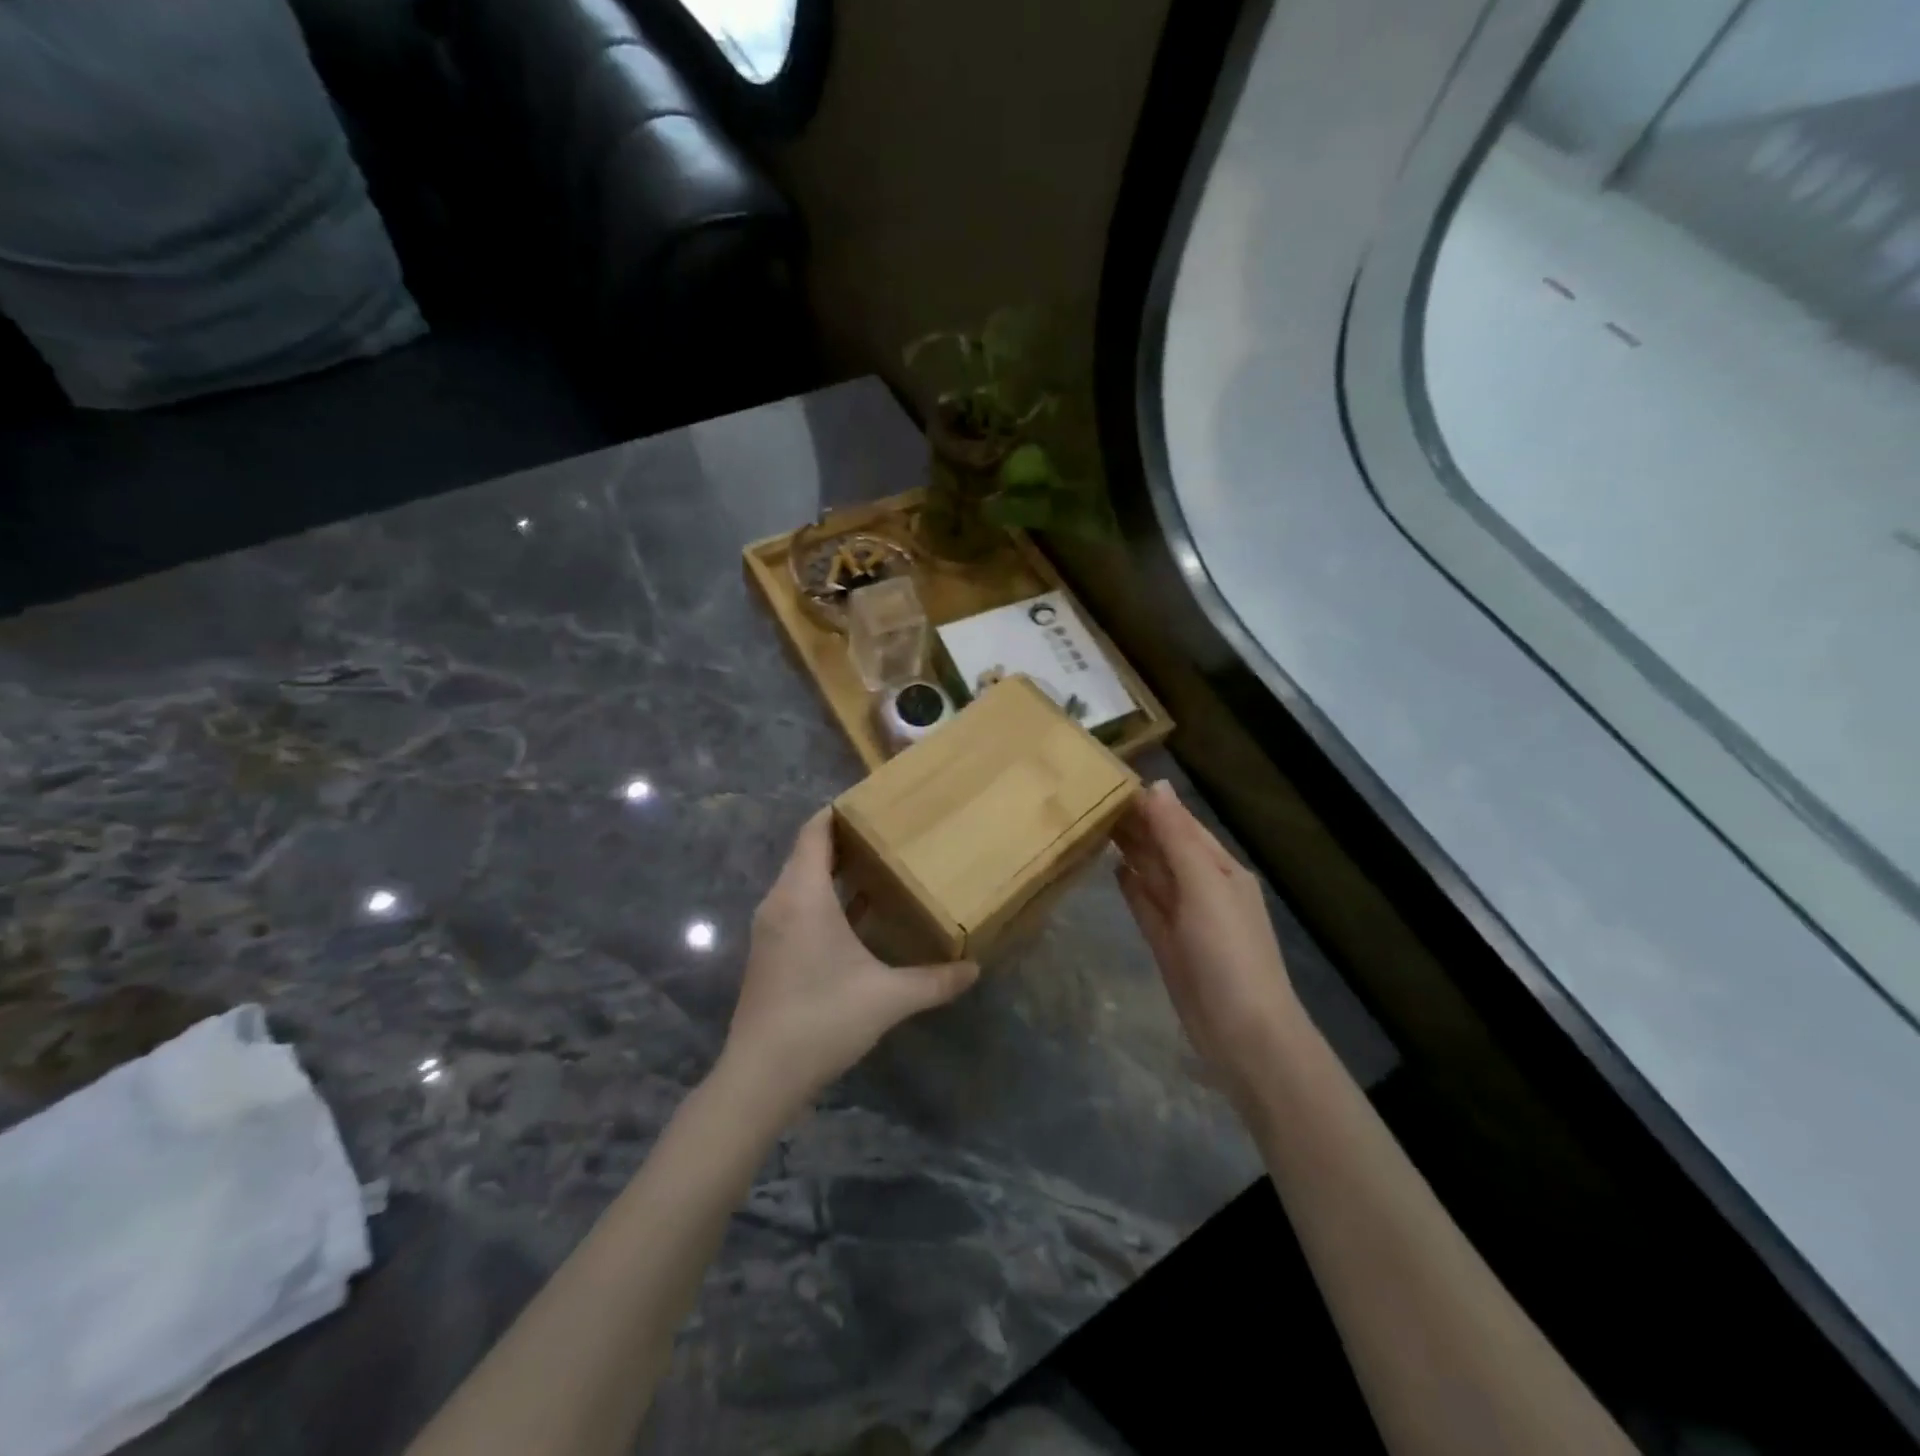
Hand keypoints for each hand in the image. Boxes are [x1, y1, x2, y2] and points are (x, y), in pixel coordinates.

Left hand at [718, 808, 979, 1116]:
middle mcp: (780, 903)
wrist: (760, 1076)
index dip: (839, 811)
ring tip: (880, 868)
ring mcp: (771, 929)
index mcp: (803, 896)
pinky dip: (825, 899)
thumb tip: (975, 969)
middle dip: (846, 840)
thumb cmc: (822, 1019)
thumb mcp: (888, 998)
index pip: (815, 832)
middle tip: (889, 833)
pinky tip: (858, 917)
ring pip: (802, 882)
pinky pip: (797, 907)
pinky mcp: (770, 953)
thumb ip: (934, 980)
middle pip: (809, 853)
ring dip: (835, 872)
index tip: (873, 801)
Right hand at [1113, 781, 1307, 1104]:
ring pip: (1153, 873)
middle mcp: (1203, 887)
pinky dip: (1131, 886)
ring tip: (1095, 824)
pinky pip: (1145, 904)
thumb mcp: (1204, 885)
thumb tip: (1157, 786)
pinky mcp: (1166, 943)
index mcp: (1220, 869)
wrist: (1242, 1032)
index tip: (1113, 780)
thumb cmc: (1228, 951)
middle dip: (1137, 824)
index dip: (1152, 804)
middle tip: (1091, 799)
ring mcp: (1184, 917)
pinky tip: (1113, 869)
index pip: (1182, 824)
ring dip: (1130, 850)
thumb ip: (1177, 837)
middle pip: (1165, 847)